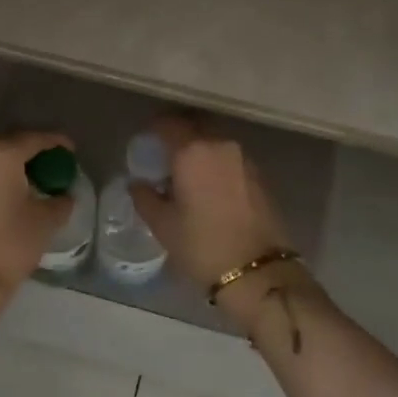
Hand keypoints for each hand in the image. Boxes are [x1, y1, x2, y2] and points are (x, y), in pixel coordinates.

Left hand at [0, 132, 74, 318]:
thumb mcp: (45, 221)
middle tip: (48, 166)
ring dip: (6, 168)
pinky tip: (3, 196)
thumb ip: (60, 200)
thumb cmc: (9, 245)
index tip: (70, 150)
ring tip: (26, 182)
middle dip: (29, 154)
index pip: (34, 139)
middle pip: (7, 146)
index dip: (56, 143)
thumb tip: (63, 194)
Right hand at [128, 117, 313, 331]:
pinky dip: (216, 162)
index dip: (154, 127)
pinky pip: (230, 158)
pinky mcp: (260, 175)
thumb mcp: (163, 225)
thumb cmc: (203, 246)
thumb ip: (145, 197)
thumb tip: (137, 183)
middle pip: (195, 126)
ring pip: (215, 141)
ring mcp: (244, 159)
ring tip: (185, 171)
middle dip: (178, 133)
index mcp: (193, 151)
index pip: (168, 124)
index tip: (145, 139)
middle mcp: (221, 145)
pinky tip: (207, 184)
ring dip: (199, 148)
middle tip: (163, 152)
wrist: (257, 272)